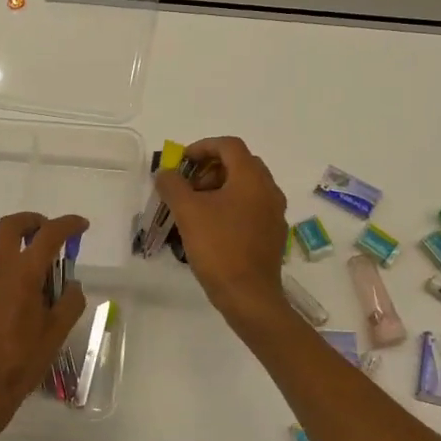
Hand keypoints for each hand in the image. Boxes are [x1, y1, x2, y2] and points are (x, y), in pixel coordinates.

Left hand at [0, 211, 88, 440]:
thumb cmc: (21, 361)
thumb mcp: (56, 333)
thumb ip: (69, 301)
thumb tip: (72, 285)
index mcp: (22, 272)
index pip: (48, 235)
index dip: (68, 225)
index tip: (81, 226)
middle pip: (12, 225)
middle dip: (33, 222)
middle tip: (50, 233)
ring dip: (17, 245)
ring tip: (38, 269)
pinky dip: (5, 264)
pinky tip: (17, 292)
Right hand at [155, 137, 288, 323]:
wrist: (249, 296)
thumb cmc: (218, 247)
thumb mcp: (187, 212)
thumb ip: (172, 185)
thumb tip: (165, 173)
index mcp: (251, 178)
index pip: (229, 145)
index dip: (202, 147)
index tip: (181, 162)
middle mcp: (269, 190)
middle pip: (240, 163)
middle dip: (211, 168)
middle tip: (188, 185)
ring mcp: (275, 213)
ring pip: (246, 186)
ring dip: (220, 187)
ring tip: (196, 207)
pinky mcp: (273, 234)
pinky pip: (252, 207)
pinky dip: (232, 206)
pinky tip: (213, 227)